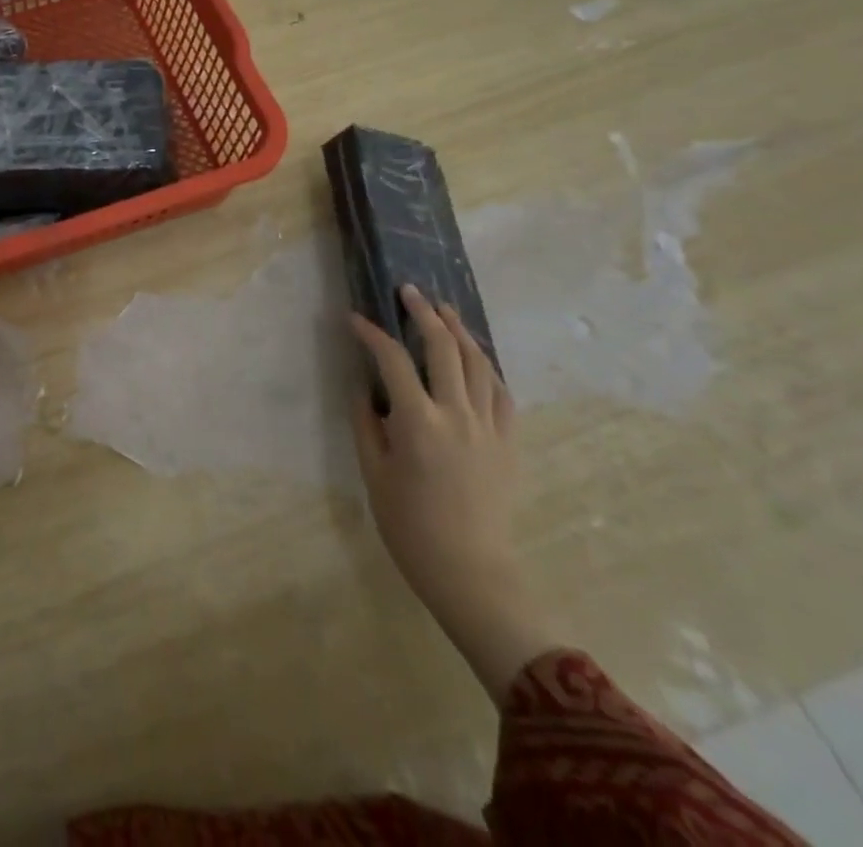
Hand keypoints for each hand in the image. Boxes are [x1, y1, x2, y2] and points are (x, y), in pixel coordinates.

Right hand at [349, 285, 560, 702]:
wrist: (471, 571)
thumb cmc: (410, 525)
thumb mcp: (374, 472)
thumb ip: (366, 422)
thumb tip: (363, 386)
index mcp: (417, 422)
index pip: (391, 359)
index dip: (370, 333)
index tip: (353, 319)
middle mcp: (456, 414)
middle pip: (443, 347)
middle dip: (424, 313)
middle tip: (408, 292)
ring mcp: (488, 426)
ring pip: (478, 362)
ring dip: (459, 330)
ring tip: (444, 309)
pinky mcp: (508, 441)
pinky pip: (500, 392)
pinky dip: (485, 366)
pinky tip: (475, 356)